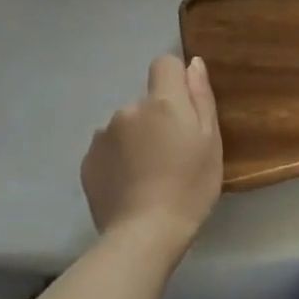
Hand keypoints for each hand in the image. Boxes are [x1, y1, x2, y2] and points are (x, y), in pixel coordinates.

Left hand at [80, 55, 222, 250]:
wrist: (145, 234)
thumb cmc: (190, 186)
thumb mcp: (211, 141)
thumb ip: (201, 97)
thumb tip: (193, 63)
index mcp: (162, 102)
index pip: (164, 63)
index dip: (176, 80)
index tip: (186, 108)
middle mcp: (128, 109)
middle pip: (147, 100)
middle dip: (159, 117)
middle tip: (173, 153)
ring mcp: (103, 135)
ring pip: (127, 125)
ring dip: (137, 138)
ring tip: (150, 173)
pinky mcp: (87, 161)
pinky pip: (109, 148)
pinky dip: (120, 158)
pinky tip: (131, 184)